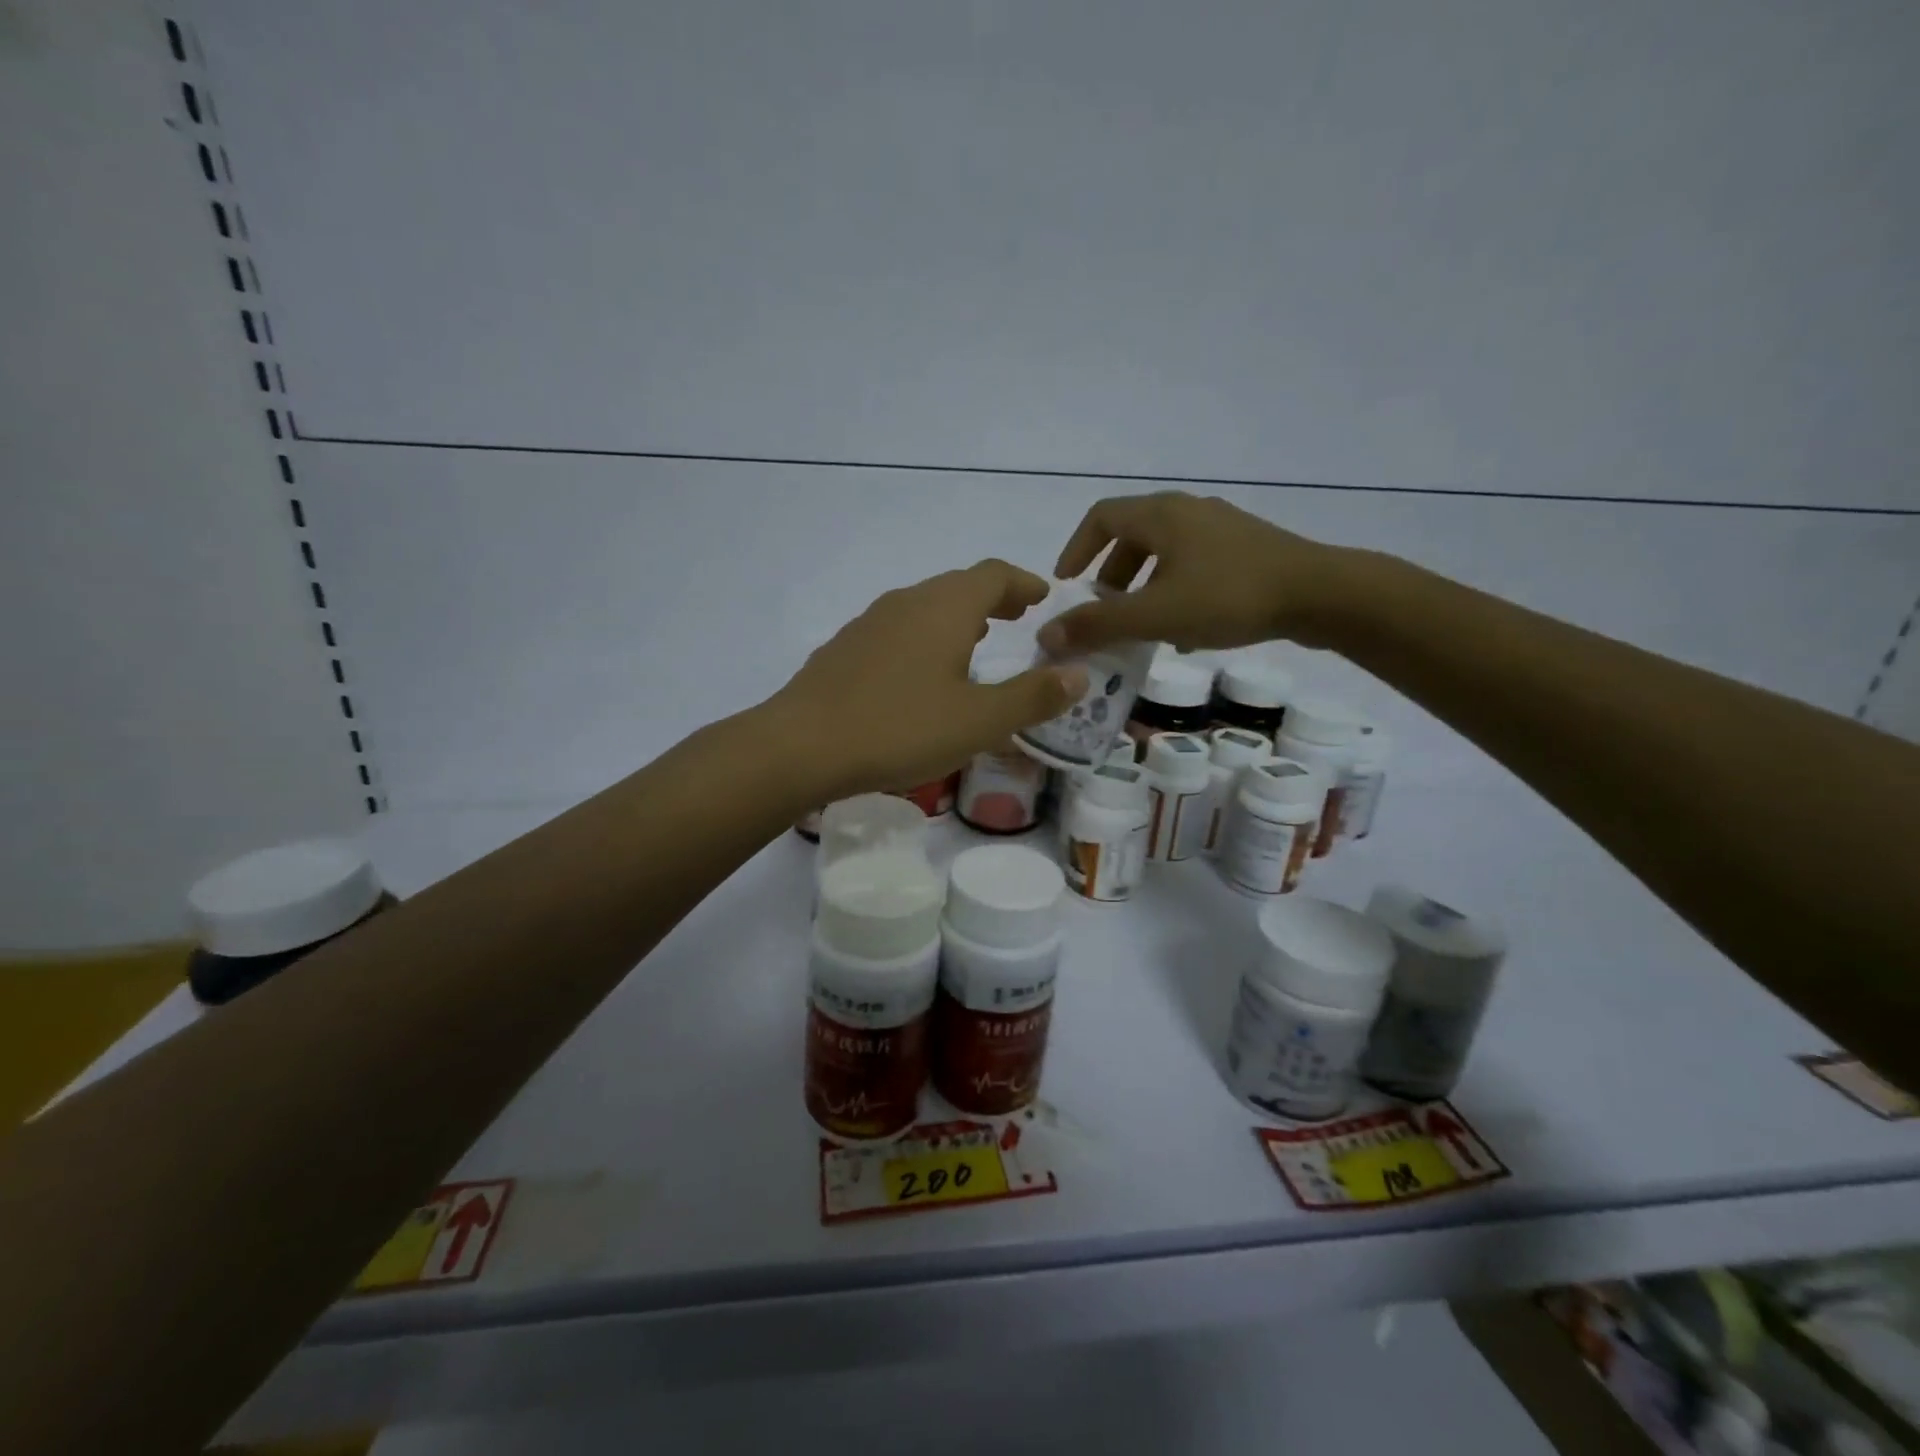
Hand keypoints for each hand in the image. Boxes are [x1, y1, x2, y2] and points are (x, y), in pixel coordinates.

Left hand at [771, 560, 1087, 801]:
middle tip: (1016, 620)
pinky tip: (919, 675)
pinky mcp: (844, 649)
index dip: (1023, 584)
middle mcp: (906, 603)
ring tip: (974, 644)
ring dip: (956, 619)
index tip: (1043, 598)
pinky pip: (896, 631)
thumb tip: (1079, 675)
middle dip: (992, 599)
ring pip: (924, 608)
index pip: (994, 575)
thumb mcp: (979, 721)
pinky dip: (923, 639)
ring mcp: (869, 623)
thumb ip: (1032, 697)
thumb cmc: (900, 728)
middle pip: (957, 586)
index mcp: (945, 608)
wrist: (801, 745)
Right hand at [1038, 492, 1354, 655]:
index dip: (1076, 550)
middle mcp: (1188, 510)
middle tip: (1103, 612)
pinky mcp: (1246, 548)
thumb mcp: (1155, 615)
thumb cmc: (1229, 596)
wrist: (1321, 594)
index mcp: (1161, 514)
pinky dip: (1174, 591)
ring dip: (1142, 588)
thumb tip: (1046, 635)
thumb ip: (1099, 624)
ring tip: (1141, 627)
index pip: (1100, 518)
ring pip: (1164, 553)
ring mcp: (1221, 527)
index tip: (1067, 586)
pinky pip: (1193, 564)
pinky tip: (1184, 630)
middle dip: (1110, 577)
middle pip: (1132, 536)